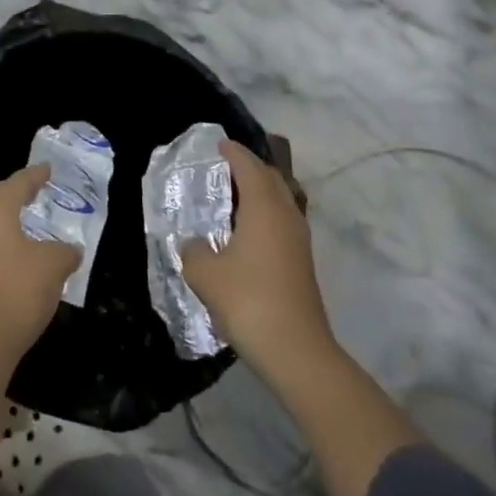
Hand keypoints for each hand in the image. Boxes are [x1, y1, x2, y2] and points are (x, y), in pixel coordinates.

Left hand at [0, 164, 80, 363]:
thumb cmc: (19, 289)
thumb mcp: (54, 265)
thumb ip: (65, 251)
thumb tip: (71, 250)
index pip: (16, 183)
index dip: (34, 174)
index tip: (48, 168)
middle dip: (15, 190)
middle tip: (36, 189)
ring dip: (11, 216)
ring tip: (34, 219)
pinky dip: (9, 238)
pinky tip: (27, 251)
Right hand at [181, 141, 335, 382]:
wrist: (296, 351)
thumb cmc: (248, 300)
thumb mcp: (205, 274)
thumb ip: (194, 251)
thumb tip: (194, 244)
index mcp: (264, 208)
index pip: (250, 168)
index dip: (235, 153)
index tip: (220, 144)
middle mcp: (286, 216)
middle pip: (272, 179)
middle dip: (251, 168)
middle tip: (227, 166)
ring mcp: (299, 241)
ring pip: (281, 201)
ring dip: (261, 192)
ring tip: (235, 196)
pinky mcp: (302, 263)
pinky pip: (282, 222)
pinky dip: (265, 214)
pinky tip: (248, 231)